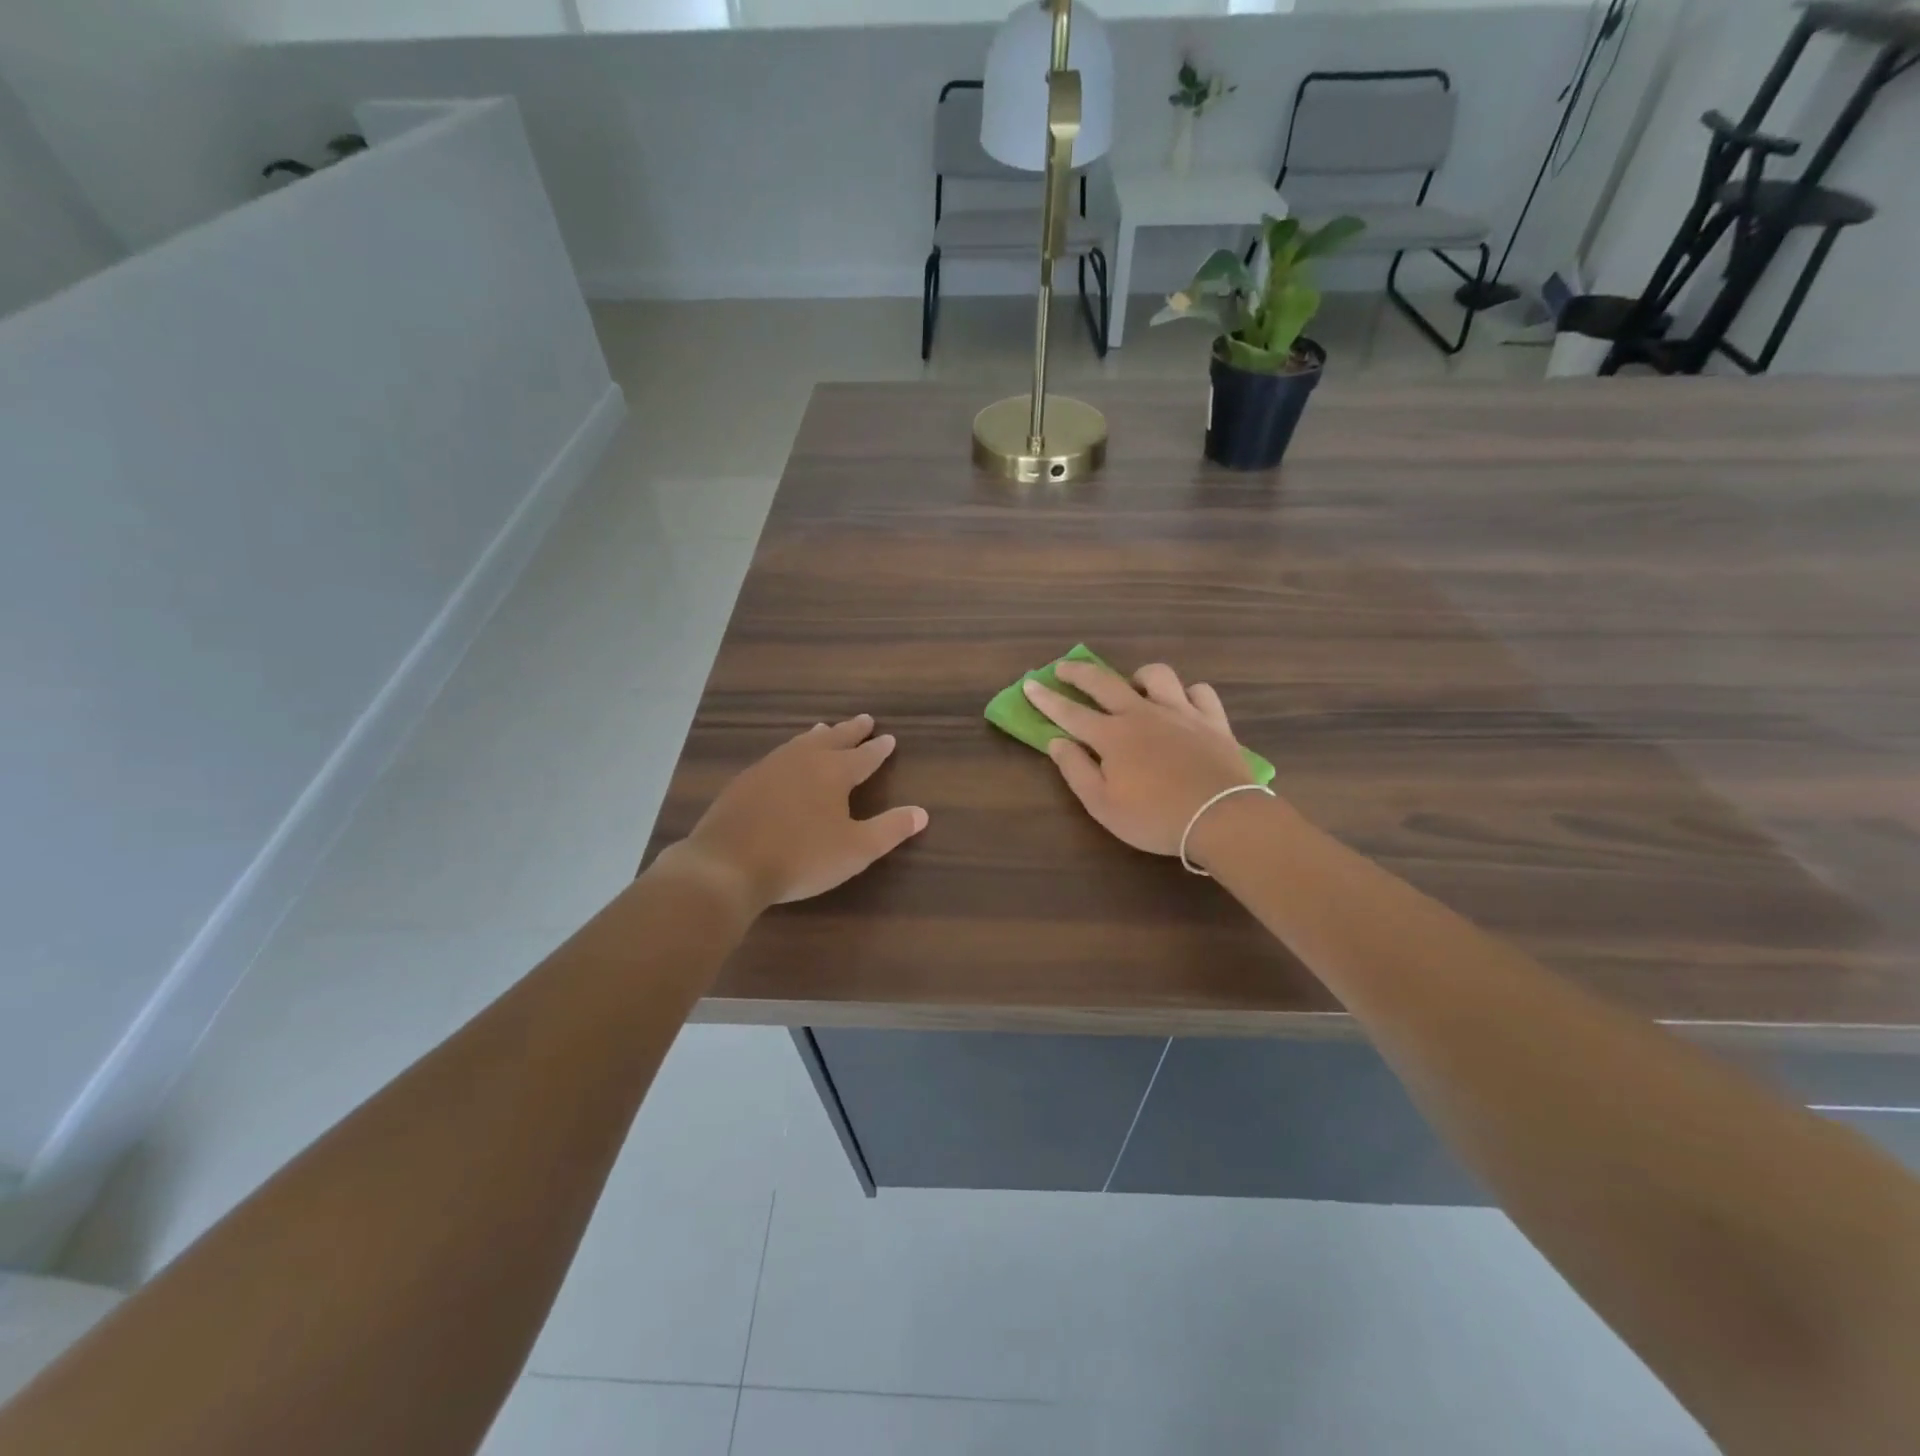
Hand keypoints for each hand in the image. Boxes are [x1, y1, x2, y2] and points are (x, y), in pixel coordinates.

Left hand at [670, 714, 928, 911]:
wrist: (727, 865)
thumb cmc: (801, 857)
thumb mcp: (856, 850)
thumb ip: (890, 829)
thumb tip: (922, 812)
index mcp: (834, 772)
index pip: (865, 756)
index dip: (879, 749)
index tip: (890, 738)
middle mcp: (804, 760)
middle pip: (833, 739)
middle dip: (852, 731)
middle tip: (865, 719)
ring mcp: (770, 767)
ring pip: (801, 743)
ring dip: (818, 735)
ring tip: (824, 728)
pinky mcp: (745, 781)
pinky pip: (777, 756)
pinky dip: (790, 751)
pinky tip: (784, 760)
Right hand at [1024, 660, 1257, 856]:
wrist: (1221, 818)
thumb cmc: (1154, 818)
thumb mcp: (1102, 805)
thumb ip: (1076, 770)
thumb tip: (1056, 742)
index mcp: (1111, 735)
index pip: (1070, 712)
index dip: (1046, 699)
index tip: (1030, 684)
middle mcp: (1142, 713)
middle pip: (1104, 682)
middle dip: (1079, 672)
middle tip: (1064, 668)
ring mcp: (1180, 712)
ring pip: (1156, 676)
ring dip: (1139, 677)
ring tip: (1133, 688)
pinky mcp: (1213, 720)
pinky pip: (1199, 692)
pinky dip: (1187, 694)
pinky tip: (1182, 704)